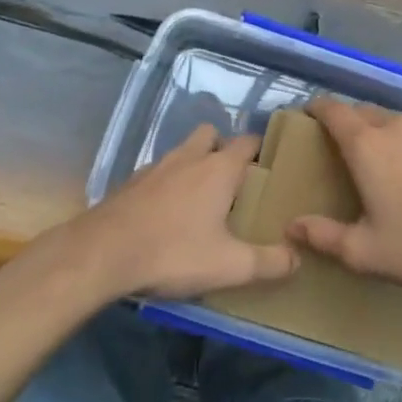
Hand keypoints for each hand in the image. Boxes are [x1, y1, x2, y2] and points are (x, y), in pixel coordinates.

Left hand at [63, 124, 297, 301]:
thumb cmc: (173, 252)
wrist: (103, 252)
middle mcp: (190, 157)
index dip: (261, 149)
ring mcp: (157, 166)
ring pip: (183, 150)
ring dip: (193, 163)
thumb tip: (298, 257)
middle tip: (232, 181)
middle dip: (222, 148)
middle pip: (211, 135)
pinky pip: (159, 172)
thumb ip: (268, 262)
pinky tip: (166, 213)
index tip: (271, 164)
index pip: (248, 142)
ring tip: (200, 198)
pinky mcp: (132, 182)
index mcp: (219, 168)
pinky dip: (168, 183)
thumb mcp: (229, 266)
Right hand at [287, 96, 401, 294]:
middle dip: (349, 124)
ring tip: (389, 166)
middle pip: (364, 113)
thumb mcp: (365, 252)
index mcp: (366, 145)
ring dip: (386, 136)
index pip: (332, 110)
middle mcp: (397, 126)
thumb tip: (292, 226)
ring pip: (398, 124)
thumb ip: (324, 236)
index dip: (316, 108)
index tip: (308, 115)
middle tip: (345, 150)